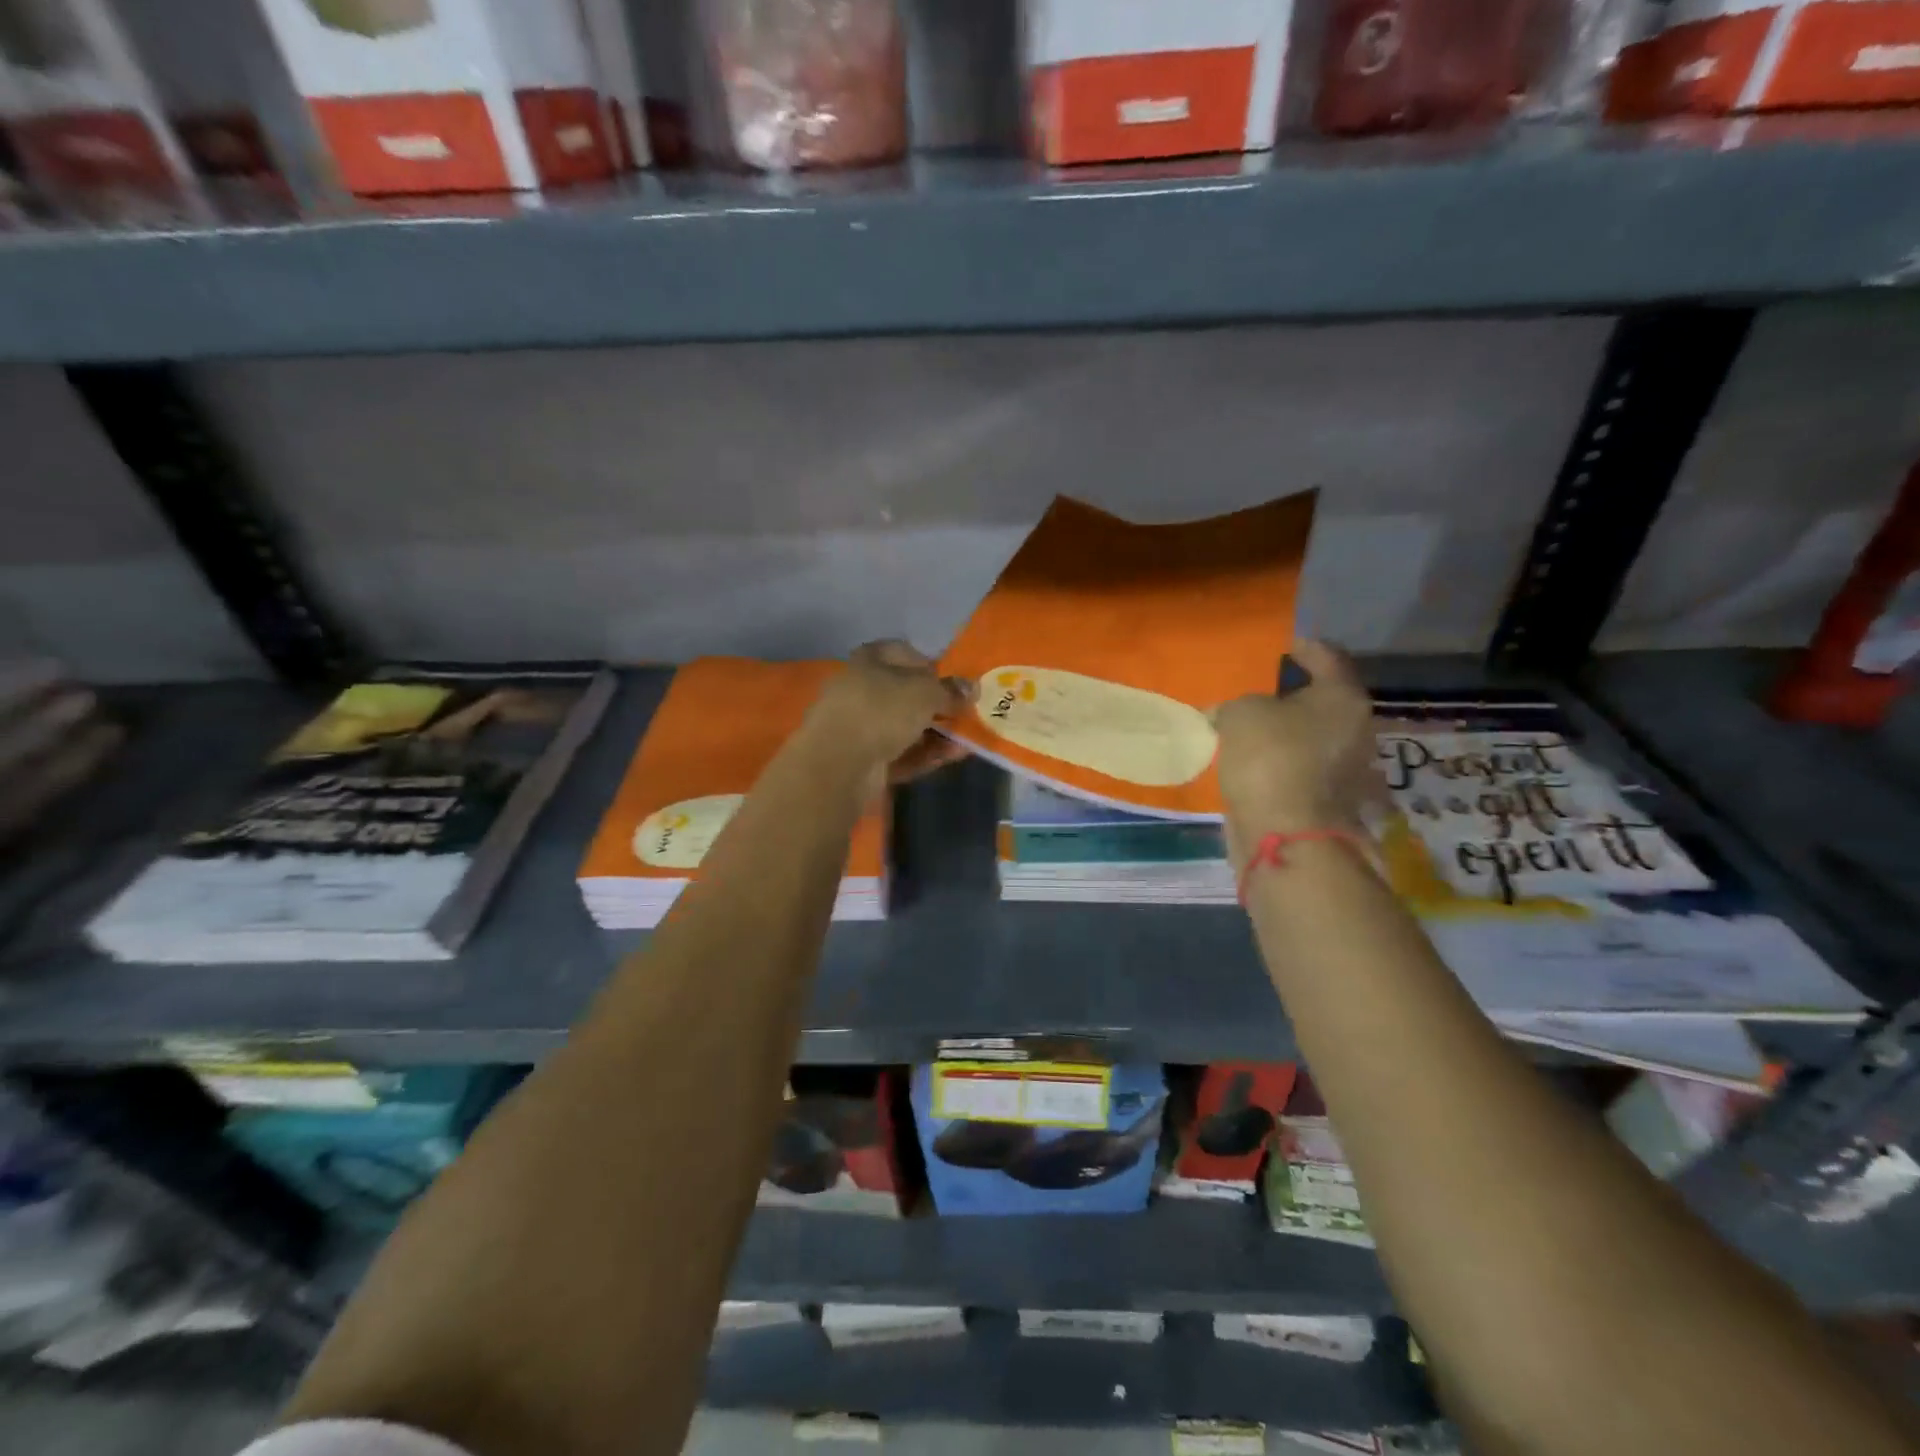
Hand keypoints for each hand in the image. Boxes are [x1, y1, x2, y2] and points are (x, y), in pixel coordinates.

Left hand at [804, 640, 972, 790]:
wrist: (838, 764)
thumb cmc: (882, 710)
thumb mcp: (926, 693)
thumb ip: (951, 690)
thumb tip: (972, 688)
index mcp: (868, 660)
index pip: (901, 652)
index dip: (928, 663)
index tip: (952, 680)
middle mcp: (860, 689)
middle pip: (904, 693)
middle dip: (936, 705)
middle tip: (963, 714)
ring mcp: (858, 727)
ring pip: (904, 727)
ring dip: (935, 733)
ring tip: (966, 741)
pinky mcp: (862, 760)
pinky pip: (900, 753)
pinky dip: (924, 754)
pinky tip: (952, 757)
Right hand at [1213, 641, 1375, 849]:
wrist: (1286, 834)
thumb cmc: (1270, 757)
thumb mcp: (1241, 713)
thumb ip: (1237, 705)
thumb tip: (1230, 715)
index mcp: (1343, 698)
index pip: (1327, 658)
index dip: (1304, 648)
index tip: (1284, 646)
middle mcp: (1357, 729)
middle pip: (1324, 702)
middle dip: (1294, 696)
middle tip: (1261, 693)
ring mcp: (1349, 769)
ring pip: (1314, 738)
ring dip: (1288, 734)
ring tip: (1252, 731)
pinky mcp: (1332, 802)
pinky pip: (1304, 769)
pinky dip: (1283, 764)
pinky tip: (1256, 764)